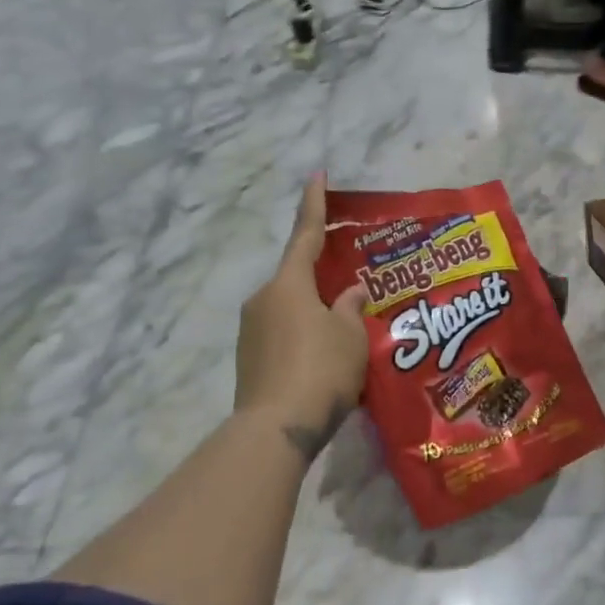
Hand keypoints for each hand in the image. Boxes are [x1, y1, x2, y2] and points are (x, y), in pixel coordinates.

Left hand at [235, 175, 367, 458]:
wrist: (277, 429)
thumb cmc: (321, 370)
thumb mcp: (350, 335)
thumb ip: (350, 307)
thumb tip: (350, 292)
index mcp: (289, 285)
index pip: (305, 235)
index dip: (314, 204)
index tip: (317, 175)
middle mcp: (263, 300)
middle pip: (298, 278)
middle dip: (324, 279)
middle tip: (354, 287)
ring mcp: (251, 331)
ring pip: (291, 309)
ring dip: (315, 312)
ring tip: (347, 332)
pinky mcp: (250, 359)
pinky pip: (283, 334)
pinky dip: (304, 336)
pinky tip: (326, 358)